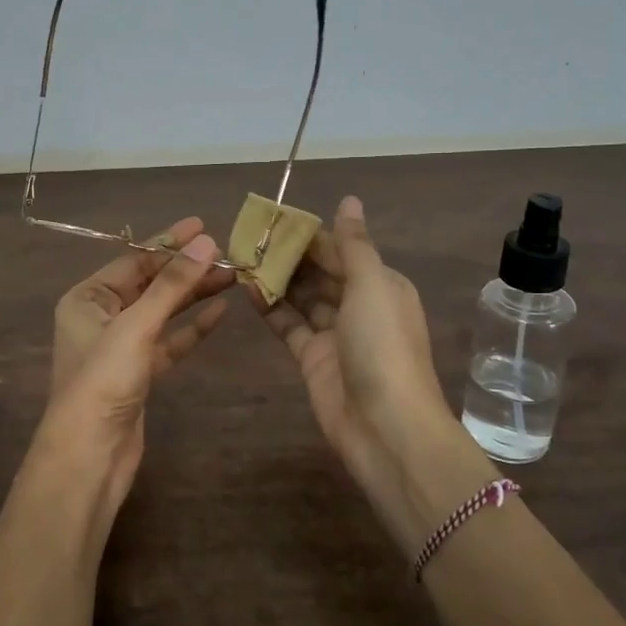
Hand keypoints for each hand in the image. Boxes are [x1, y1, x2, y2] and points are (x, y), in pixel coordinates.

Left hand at [35, 217, 233, 524]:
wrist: (90, 455)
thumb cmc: (103, 381)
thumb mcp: (136, 326)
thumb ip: (172, 285)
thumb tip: (206, 243)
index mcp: (86, 298)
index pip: (133, 261)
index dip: (168, 243)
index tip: (203, 227)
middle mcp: (101, 317)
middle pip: (149, 284)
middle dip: (186, 270)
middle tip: (228, 255)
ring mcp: (120, 347)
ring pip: (162, 312)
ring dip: (193, 295)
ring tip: (232, 278)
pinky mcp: (139, 373)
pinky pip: (169, 341)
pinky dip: (191, 328)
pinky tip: (219, 312)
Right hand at [257, 196, 493, 556]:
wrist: (385, 426)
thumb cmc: (383, 346)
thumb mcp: (372, 286)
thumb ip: (354, 244)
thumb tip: (349, 199)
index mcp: (381, 284)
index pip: (341, 250)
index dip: (310, 234)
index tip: (274, 218)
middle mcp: (359, 305)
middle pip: (320, 272)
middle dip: (289, 255)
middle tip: (249, 236)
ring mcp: (334, 333)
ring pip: (302, 297)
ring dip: (276, 278)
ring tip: (241, 256)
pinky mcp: (312, 357)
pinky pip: (288, 324)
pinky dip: (270, 307)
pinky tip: (246, 288)